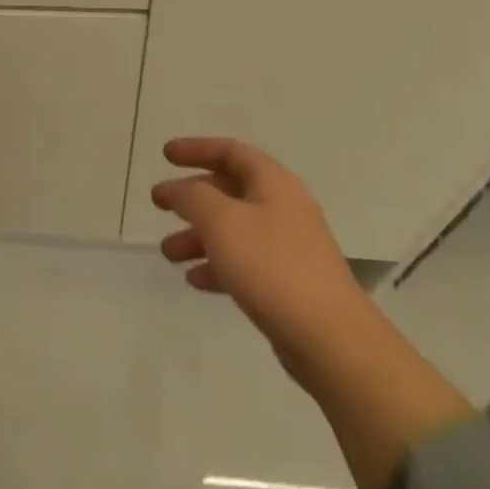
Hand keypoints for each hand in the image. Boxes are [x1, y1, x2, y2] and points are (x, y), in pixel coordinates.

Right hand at [152, 137, 377, 381]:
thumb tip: (175, 188)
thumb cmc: (271, 266)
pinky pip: (244, 262)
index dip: (196, 148)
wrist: (331, 340)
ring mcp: (288, 247)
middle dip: (191, 198)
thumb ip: (191, 196)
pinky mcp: (288, 283)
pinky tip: (195, 280)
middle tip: (159, 205)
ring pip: (234, 230)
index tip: (165, 155)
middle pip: (230, 191)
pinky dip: (217, 264)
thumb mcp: (221, 221)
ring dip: (198, 236)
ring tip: (168, 253)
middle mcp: (284, 209)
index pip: (231, 151)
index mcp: (274, 184)